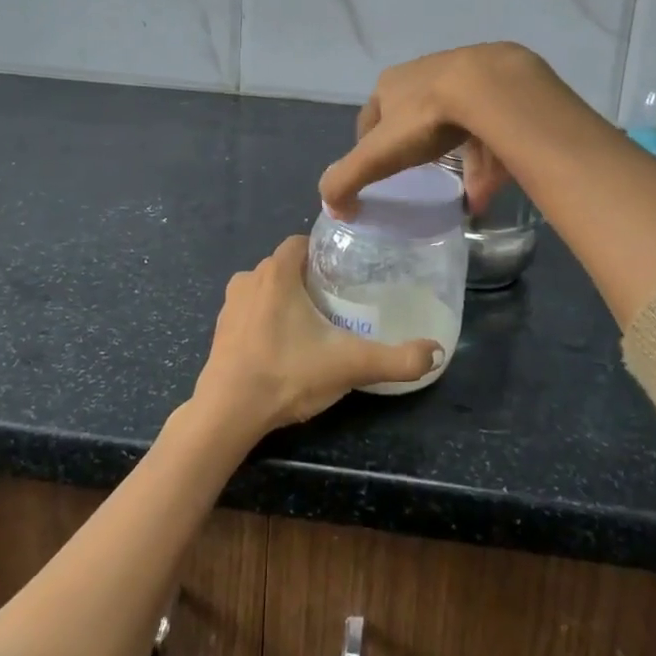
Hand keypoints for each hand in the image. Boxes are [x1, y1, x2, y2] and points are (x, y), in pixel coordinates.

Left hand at [192, 237, 441, 440]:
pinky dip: (265, 320)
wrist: (227, 413)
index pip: (301, 243)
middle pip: (285, 266)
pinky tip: (282, 346)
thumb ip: (396, 359)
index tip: (345, 273)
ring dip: (285, 299)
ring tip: (312, 324)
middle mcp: (249, 278)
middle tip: (336, 302)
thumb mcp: (349, 366)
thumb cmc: (286, 374)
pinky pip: (249, 311)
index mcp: (276, 272)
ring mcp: (229, 304)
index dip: (323, 252)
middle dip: (308, 278)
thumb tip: (436, 352)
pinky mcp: (219, 330)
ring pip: (265, 288)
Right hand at [319, 43, 554, 217]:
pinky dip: (484, 159)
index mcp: (390, 84)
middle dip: (412, 145)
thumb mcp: (376, 155)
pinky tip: (487, 188)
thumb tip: (333, 209)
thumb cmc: (424, 118)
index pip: (371, 117)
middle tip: (417, 174)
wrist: (488, 87)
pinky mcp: (497, 89)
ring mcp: (463, 77)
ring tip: (458, 189)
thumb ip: (347, 180)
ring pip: (452, 121)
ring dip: (452, 155)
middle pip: (411, 116)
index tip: (377, 170)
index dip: (370, 144)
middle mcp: (423, 74)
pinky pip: (487, 130)